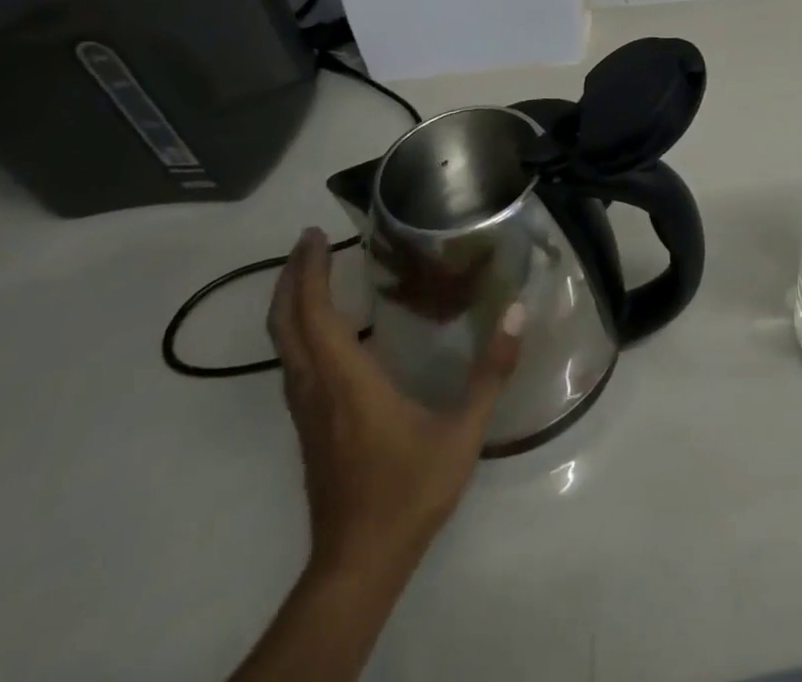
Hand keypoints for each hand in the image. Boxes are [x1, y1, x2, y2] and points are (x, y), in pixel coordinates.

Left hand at [267, 228, 523, 579]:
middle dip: (292, 280)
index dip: (309, 275)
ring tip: (316, 274)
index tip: (313, 237)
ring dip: (292, 305)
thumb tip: (516, 310)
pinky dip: (302, 332)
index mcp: (347, 384)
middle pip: (286, 327)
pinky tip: (332, 328)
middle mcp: (317, 392)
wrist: (357, 565)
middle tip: (309, 242)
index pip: (314, 318)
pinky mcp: (310, 428)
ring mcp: (308, 413)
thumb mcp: (463, 432)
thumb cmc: (409, 492)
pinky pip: (295, 365)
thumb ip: (491, 371)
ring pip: (285, 348)